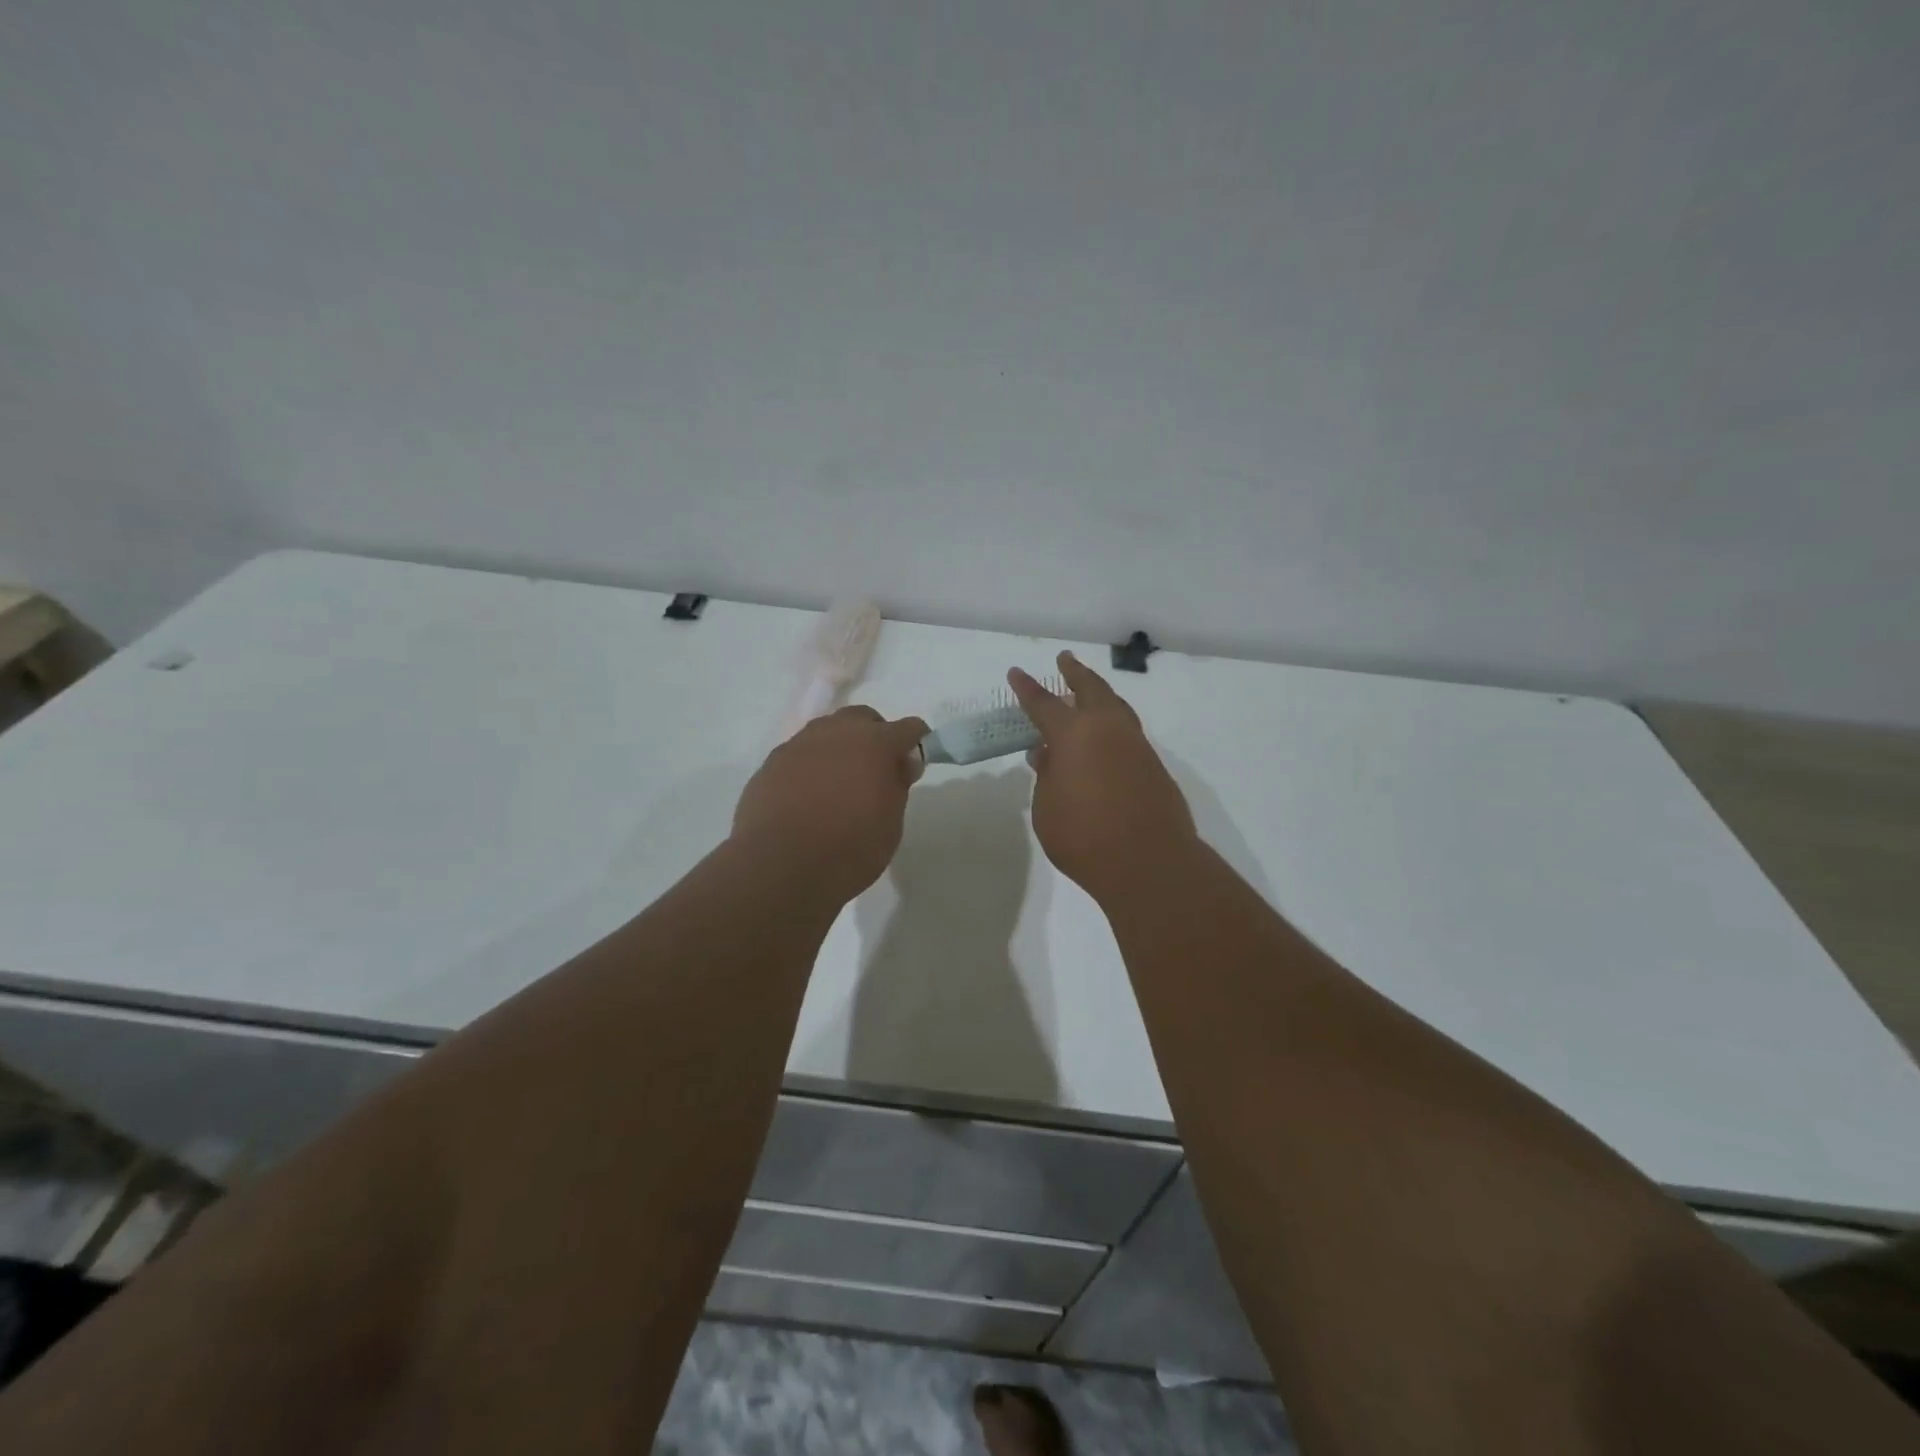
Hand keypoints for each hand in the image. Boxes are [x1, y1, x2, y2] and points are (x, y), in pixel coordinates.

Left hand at [731, 705, 928, 902]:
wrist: (779, 867)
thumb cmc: (849, 849)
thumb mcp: (891, 824)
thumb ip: (898, 785)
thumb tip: (900, 764)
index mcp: (875, 743)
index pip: (908, 728)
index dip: (915, 743)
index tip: (912, 766)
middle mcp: (837, 732)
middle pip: (863, 719)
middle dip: (874, 736)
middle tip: (875, 771)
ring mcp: (799, 744)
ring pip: (827, 732)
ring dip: (838, 748)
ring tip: (838, 784)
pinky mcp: (771, 763)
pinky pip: (799, 755)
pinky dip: (809, 767)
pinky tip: (807, 797)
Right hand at [1008, 652, 1196, 902]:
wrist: (1150, 863)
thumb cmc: (1084, 838)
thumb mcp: (1047, 809)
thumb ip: (1047, 777)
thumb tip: (1049, 755)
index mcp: (1074, 735)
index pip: (1044, 704)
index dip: (1027, 688)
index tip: (1017, 673)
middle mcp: (1108, 730)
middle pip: (1091, 689)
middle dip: (1075, 672)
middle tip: (1065, 659)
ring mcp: (1136, 746)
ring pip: (1117, 707)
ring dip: (1100, 694)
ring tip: (1088, 692)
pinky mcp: (1155, 766)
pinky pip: (1129, 733)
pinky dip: (1114, 724)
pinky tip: (1105, 739)